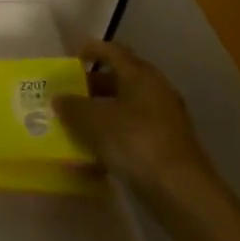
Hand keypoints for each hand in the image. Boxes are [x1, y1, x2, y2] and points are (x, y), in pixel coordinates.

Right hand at [55, 41, 218, 200]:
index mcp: (141, 76)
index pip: (113, 51)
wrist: (180, 190)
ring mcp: (163, 120)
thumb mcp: (94, 121)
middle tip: (67, 93)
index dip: (91, 50)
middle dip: (91, 85)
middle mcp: (155, 91)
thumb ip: (73, 106)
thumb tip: (59, 98)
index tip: (71, 56)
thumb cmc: (135, 141)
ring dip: (100, 113)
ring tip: (74, 123)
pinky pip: (132, 131)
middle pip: (119, 79)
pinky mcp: (165, 146)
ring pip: (125, 107)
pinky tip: (93, 153)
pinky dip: (112, 136)